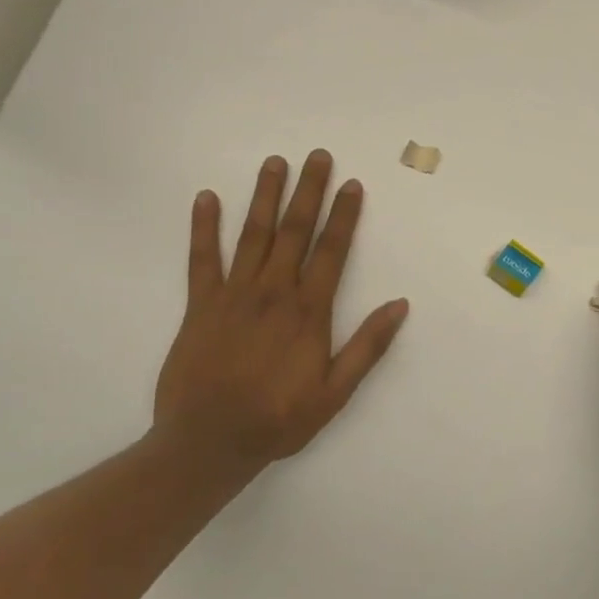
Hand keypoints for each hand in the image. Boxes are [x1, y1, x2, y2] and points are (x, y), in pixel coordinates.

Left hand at [154, 150, 408, 469]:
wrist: (208, 442)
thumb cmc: (279, 418)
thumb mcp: (336, 392)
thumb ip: (367, 346)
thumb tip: (399, 305)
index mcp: (308, 311)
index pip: (332, 251)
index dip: (344, 215)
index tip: (352, 184)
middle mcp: (273, 292)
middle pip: (294, 231)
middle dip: (308, 191)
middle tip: (317, 156)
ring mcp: (233, 295)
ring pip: (253, 235)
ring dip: (264, 196)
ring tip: (274, 162)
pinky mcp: (199, 305)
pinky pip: (201, 259)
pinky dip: (203, 227)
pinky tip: (206, 198)